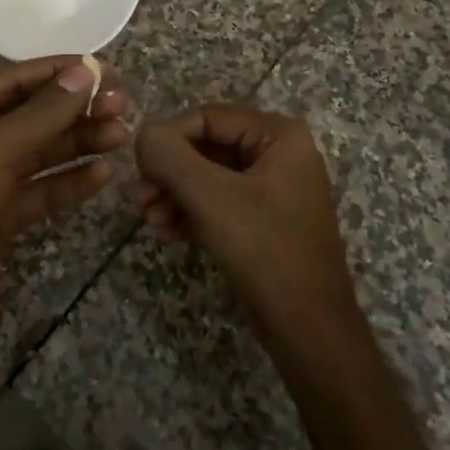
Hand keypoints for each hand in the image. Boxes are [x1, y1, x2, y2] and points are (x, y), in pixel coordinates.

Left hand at [0, 57, 129, 343]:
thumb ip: (42, 114)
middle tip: (123, 105)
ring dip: (80, 142)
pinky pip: (42, 190)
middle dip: (76, 109)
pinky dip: (70, 182)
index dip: (61, 72)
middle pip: (34, 115)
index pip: (18, 79)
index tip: (106, 69)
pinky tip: (103, 175)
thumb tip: (86, 72)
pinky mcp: (1, 216)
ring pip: (42, 152)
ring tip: (122, 135)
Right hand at [131, 106, 355, 338]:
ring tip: (150, 220)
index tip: (139, 169)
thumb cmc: (265, 251)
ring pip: (207, 175)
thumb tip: (143, 134)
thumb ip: (170, 156)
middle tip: (139, 198)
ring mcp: (273, 187)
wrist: (310, 332)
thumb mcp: (210, 197)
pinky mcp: (263, 219)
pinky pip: (218, 201)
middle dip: (169, 172)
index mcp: (278, 135)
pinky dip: (190, 212)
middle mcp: (279, 153)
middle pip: (205, 146)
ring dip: (174, 194)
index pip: (206, 117)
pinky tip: (168, 232)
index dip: (167, 138)